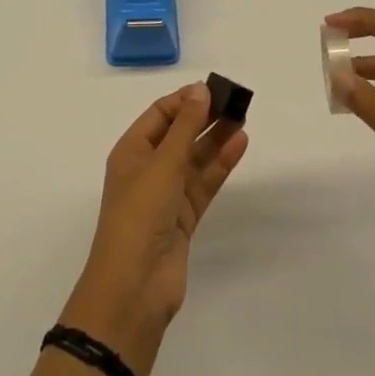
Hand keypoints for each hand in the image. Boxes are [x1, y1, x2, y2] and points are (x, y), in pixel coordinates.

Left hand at [59, 82, 248, 375]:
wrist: (135, 287)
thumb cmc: (140, 214)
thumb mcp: (162, 164)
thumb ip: (184, 126)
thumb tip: (200, 89)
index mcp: (131, 151)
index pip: (160, 114)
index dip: (185, 100)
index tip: (214, 88)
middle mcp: (147, 169)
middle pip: (179, 134)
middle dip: (204, 117)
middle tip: (236, 101)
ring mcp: (166, 195)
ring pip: (195, 158)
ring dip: (216, 138)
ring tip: (243, 118)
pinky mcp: (184, 218)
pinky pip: (204, 183)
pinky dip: (220, 165)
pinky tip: (239, 145)